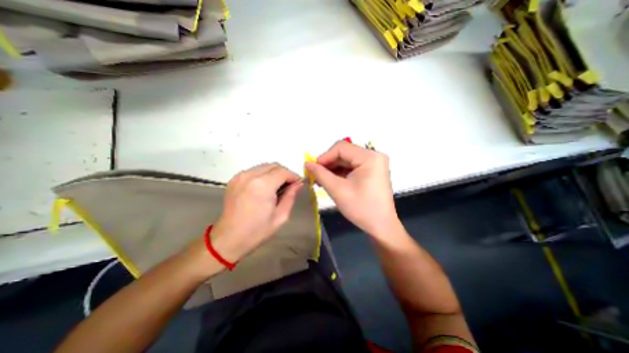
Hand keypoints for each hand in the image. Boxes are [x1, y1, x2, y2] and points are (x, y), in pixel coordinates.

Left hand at [209, 163, 303, 261]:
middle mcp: (250, 176)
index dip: (293, 176)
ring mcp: (240, 176)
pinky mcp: (234, 179)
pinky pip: (254, 171)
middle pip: (274, 165)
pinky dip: (263, 175)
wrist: (229, 238)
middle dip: (284, 173)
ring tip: (278, 187)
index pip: (283, 171)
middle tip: (289, 186)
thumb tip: (298, 184)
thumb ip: (291, 196)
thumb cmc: (257, 230)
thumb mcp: (281, 216)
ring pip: (264, 167)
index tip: (298, 183)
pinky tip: (265, 188)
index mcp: (263, 185)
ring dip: (274, 173)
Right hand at [304, 141, 396, 236]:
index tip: (312, 169)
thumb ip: (320, 174)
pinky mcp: (372, 171)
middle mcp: (374, 155)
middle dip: (328, 164)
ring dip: (333, 169)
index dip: (324, 157)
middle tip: (315, 176)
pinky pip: (352, 167)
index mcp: (369, 157)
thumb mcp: (338, 190)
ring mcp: (374, 163)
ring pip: (347, 160)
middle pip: (344, 153)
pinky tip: (331, 181)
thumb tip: (307, 163)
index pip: (341, 148)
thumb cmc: (361, 208)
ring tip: (321, 181)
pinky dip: (341, 173)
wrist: (381, 226)